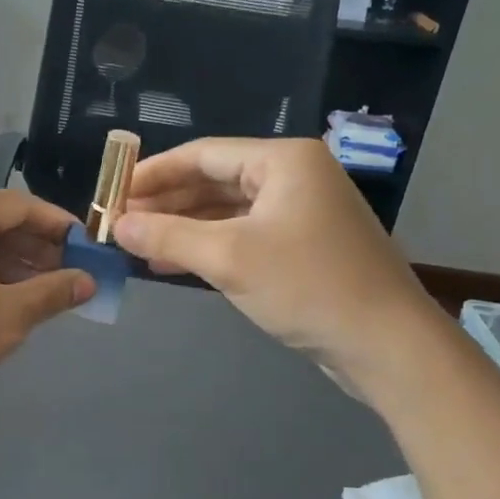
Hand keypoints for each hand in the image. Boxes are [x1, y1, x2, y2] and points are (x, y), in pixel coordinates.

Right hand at [113, 137, 439, 385]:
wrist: (387, 345)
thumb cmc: (307, 286)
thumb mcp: (229, 257)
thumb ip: (168, 235)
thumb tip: (116, 226)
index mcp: (283, 161)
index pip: (202, 154)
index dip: (153, 172)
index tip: (112, 192)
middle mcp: (292, 177)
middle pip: (213, 180)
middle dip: (166, 202)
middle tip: (119, 223)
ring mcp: (299, 212)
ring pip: (226, 211)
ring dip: (182, 227)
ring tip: (136, 244)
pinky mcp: (301, 246)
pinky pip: (242, 235)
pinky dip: (208, 246)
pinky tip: (172, 263)